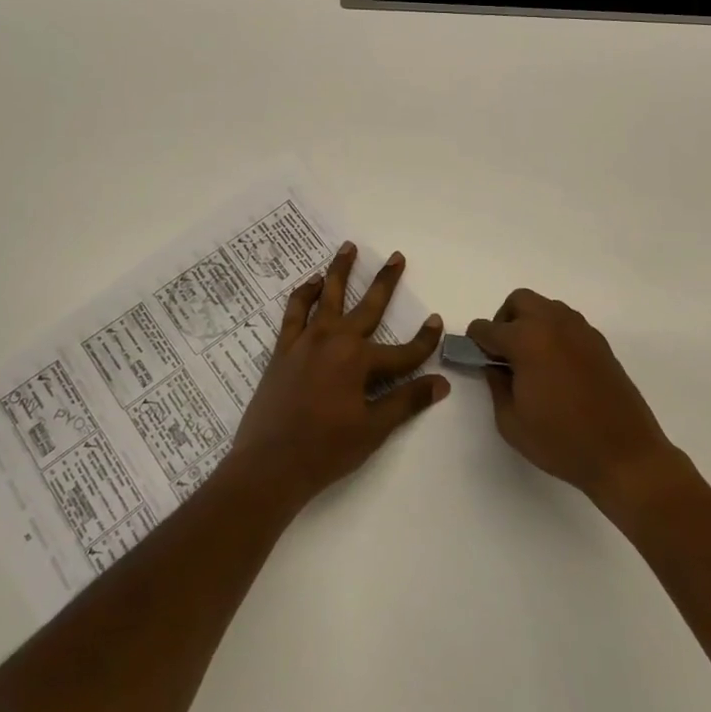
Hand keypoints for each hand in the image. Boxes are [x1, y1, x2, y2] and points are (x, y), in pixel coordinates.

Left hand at [229, 242, 448, 508]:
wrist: (269, 464)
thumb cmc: (325, 450)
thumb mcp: (373, 430)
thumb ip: (406, 401)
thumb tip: (441, 383)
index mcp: (359, 361)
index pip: (402, 351)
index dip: (424, 340)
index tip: (437, 321)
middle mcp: (334, 340)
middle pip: (368, 306)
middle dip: (385, 281)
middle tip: (396, 256)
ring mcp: (306, 341)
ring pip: (328, 296)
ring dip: (340, 270)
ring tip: (349, 247)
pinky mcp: (284, 348)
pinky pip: (294, 311)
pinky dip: (303, 294)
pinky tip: (311, 283)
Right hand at [467, 289, 684, 517]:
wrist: (626, 455)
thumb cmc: (562, 442)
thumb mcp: (511, 422)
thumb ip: (496, 386)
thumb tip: (496, 366)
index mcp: (527, 340)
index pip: (488, 328)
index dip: (476, 342)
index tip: (477, 357)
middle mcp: (553, 324)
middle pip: (519, 301)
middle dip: (505, 320)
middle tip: (504, 353)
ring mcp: (580, 330)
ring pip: (546, 307)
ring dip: (531, 323)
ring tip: (532, 361)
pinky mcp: (600, 343)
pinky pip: (567, 323)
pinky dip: (554, 334)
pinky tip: (557, 368)